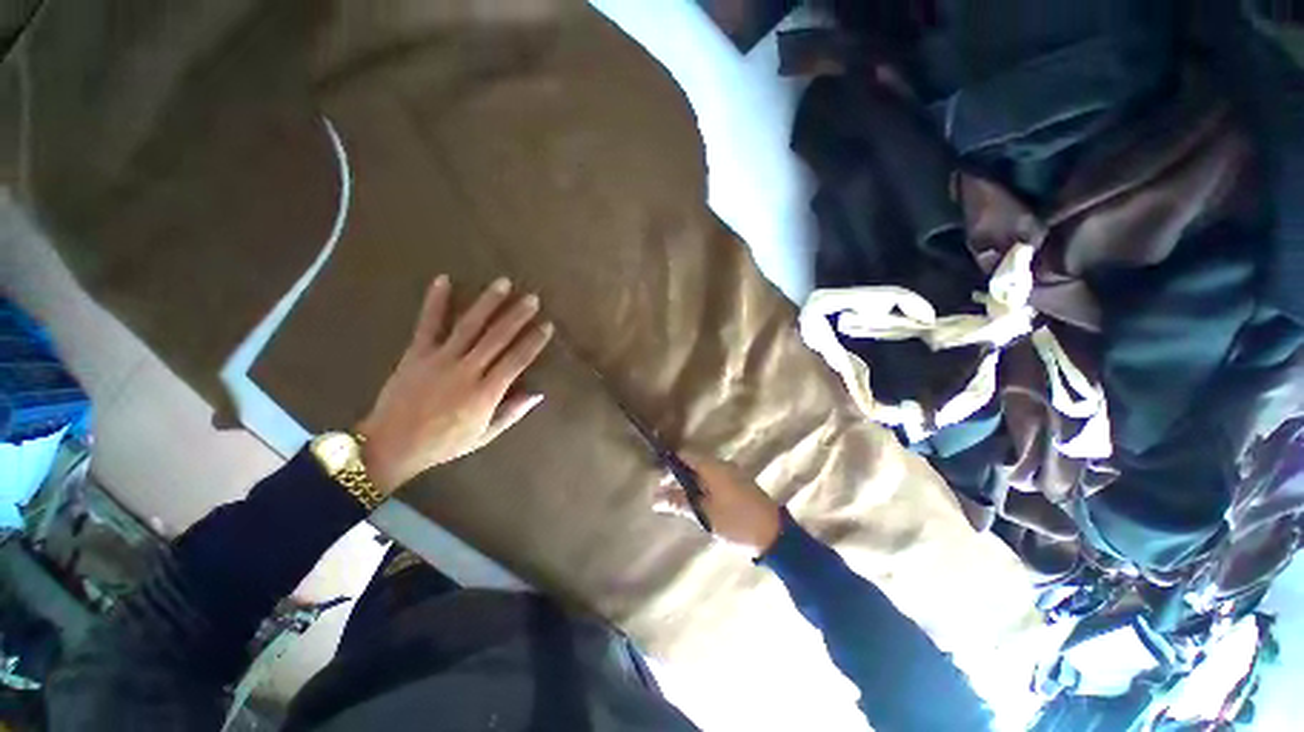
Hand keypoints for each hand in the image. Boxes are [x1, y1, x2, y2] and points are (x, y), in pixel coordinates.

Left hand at [356, 275, 552, 493]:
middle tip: (532, 298)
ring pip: (470, 326)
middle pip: (497, 337)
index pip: (517, 360)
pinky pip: (428, 324)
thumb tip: (538, 393)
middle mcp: (467, 370)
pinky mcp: (417, 353)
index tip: (547, 325)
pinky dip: (436, 302)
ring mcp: (440, 359)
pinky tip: (444, 280)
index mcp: (485, 392)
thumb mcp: (485, 436)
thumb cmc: (444, 443)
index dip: (534, 341)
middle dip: (517, 316)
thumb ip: (512, 412)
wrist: (392, 445)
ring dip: (488, 303)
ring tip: (503, 283)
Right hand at [653, 453, 782, 556]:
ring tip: (683, 506)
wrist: (775, 536)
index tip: (659, 484)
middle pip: (694, 464)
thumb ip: (679, 503)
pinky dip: (705, 490)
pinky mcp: (740, 485)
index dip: (670, 467)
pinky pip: (716, 481)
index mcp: (713, 466)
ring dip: (692, 486)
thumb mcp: (704, 514)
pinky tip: (702, 507)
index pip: (684, 456)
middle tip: (668, 499)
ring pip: (705, 474)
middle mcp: (723, 464)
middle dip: (680, 479)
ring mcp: (733, 474)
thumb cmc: (736, 521)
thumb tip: (654, 498)